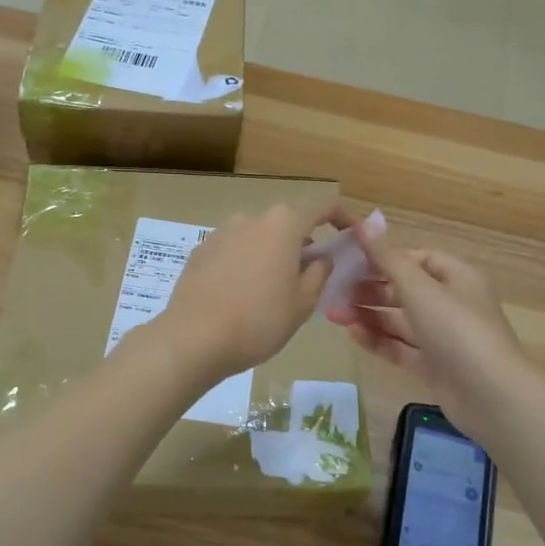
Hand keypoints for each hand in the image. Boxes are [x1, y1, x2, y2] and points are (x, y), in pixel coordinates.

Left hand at [157, 199, 342, 383]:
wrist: (192, 339)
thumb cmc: (259, 321)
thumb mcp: (303, 303)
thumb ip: (319, 273)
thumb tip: (321, 257)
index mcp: (282, 224)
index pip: (322, 206)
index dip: (342, 217)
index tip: (352, 236)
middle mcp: (251, 218)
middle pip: (287, 222)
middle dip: (304, 242)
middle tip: (312, 274)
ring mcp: (221, 233)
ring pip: (258, 237)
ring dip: (272, 253)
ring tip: (274, 289)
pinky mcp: (200, 251)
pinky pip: (234, 250)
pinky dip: (246, 263)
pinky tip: (242, 294)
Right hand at [325, 222, 531, 433]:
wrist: (491, 396)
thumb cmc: (456, 328)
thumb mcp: (419, 288)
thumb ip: (386, 259)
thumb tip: (363, 223)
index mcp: (457, 277)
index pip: (417, 258)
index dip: (385, 258)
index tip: (351, 261)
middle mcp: (452, 303)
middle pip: (405, 289)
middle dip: (369, 289)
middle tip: (334, 290)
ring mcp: (443, 337)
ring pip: (399, 320)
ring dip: (368, 314)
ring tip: (333, 313)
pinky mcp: (434, 366)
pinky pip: (401, 347)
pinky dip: (378, 339)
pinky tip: (352, 334)